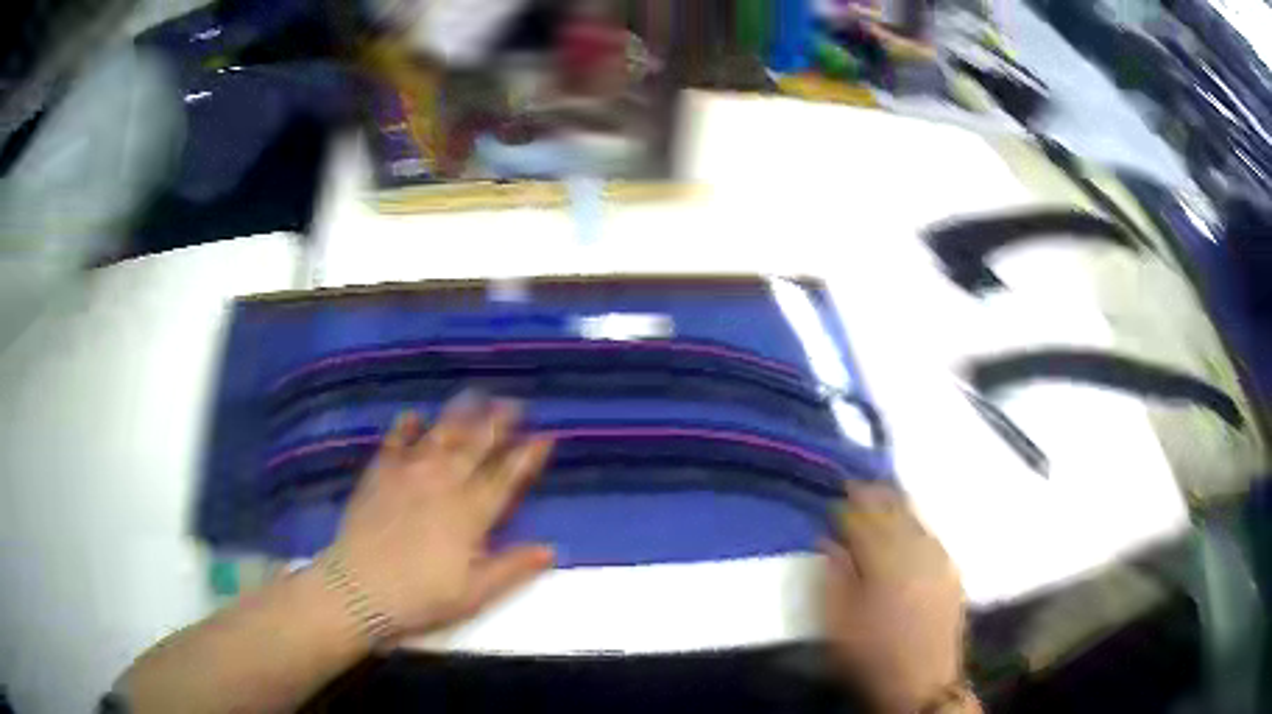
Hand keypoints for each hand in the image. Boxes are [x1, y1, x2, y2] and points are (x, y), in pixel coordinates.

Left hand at [330, 394, 554, 637]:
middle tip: (514, 403)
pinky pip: (395, 442)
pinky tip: (413, 416)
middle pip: (476, 446)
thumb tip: (550, 549)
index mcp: (470, 513)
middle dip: (498, 423)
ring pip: (440, 435)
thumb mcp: (475, 593)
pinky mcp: (379, 474)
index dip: (527, 456)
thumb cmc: (421, 596)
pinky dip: (405, 427)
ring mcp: (409, 474)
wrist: (360, 588)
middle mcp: (443, 483)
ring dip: (460, 414)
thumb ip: (512, 568)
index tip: (544, 437)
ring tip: (474, 395)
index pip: (506, 477)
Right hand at [823, 483, 970, 712]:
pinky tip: (912, 526)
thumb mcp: (838, 623)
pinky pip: (932, 535)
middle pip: (895, 512)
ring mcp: (939, 560)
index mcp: (886, 563)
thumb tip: (829, 540)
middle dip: (877, 495)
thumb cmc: (872, 655)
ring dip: (899, 504)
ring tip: (885, 494)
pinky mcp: (952, 572)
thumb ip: (833, 576)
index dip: (851, 503)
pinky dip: (918, 523)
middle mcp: (917, 552)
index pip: (866, 520)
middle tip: (861, 483)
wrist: (922, 681)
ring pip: (917, 519)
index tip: (838, 490)